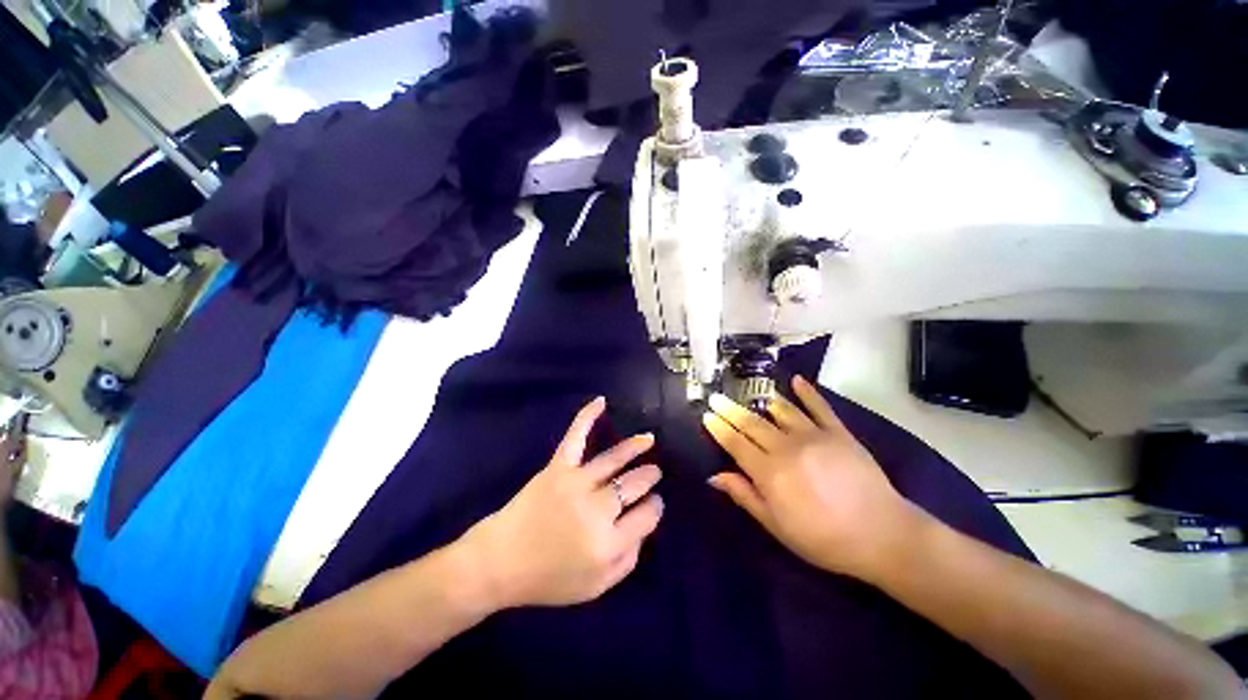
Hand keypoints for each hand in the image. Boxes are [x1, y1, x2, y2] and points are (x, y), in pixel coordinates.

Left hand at [458, 397, 663, 609]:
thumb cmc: (549, 579)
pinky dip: (587, 417)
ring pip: (614, 459)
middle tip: (654, 473)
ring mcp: (576, 483)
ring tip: (648, 440)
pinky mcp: (557, 468)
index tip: (654, 503)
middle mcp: (597, 510)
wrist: (500, 563)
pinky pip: (575, 437)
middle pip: (634, 485)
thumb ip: (628, 560)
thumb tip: (645, 527)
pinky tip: (601, 401)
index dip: (655, 507)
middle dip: (649, 476)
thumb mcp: (596, 587)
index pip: (647, 516)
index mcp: (608, 543)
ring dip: (635, 447)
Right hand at [703, 375, 927, 581]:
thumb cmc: (824, 539)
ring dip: (761, 401)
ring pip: (780, 411)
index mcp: (769, 472)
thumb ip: (744, 496)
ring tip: (749, 392)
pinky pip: (819, 407)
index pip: (736, 443)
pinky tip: (796, 380)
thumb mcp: (777, 526)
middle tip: (716, 397)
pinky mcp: (838, 432)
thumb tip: (714, 476)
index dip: (719, 428)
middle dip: (730, 409)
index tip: (706, 415)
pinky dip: (807, 392)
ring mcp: (813, 436)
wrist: (883, 536)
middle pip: (752, 423)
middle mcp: (786, 447)